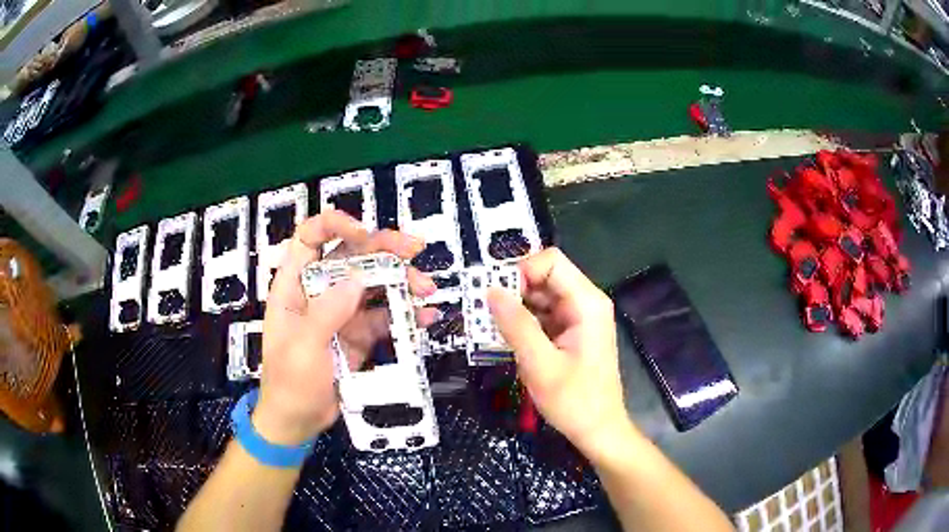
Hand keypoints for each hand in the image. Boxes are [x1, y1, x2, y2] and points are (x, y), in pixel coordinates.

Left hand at [252, 211, 435, 445]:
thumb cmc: (289, 383)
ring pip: (374, 284)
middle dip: (384, 249)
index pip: (310, 238)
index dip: (335, 225)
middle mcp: (319, 291)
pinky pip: (384, 316)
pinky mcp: (359, 333)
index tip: (364, 231)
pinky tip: (426, 316)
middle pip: (351, 256)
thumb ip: (327, 312)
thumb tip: (358, 281)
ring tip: (427, 290)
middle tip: (416, 249)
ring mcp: (342, 312)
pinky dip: (406, 314)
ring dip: (402, 281)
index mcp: (294, 285)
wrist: (298, 421)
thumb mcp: (303, 347)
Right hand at [488, 248, 630, 458]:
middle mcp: (585, 302)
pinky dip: (522, 323)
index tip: (497, 297)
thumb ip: (516, 325)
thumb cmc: (574, 401)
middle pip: (544, 277)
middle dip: (513, 291)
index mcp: (586, 303)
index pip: (550, 262)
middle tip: (485, 315)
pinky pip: (542, 315)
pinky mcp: (570, 332)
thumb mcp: (540, 365)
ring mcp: (578, 317)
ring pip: (540, 296)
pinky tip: (507, 340)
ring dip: (514, 308)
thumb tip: (490, 291)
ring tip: (491, 329)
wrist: (598, 430)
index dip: (521, 271)